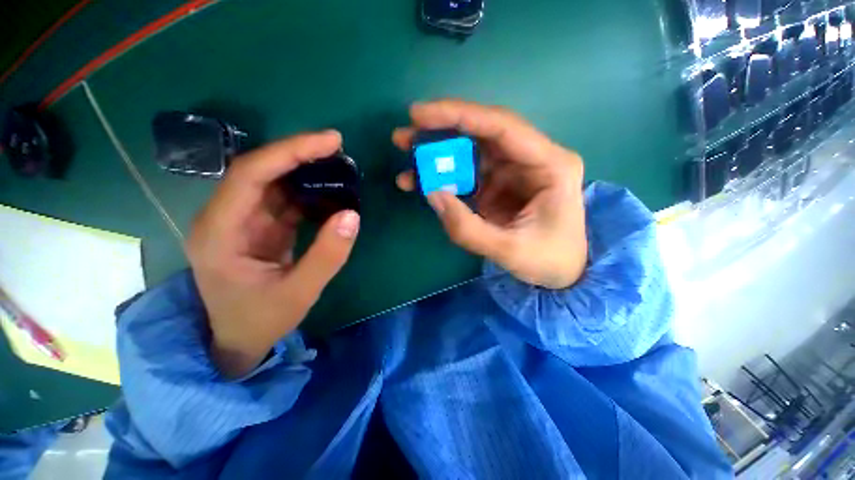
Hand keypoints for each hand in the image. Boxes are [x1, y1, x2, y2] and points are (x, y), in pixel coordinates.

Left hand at [187, 131, 360, 377]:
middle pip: (259, 170)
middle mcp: (224, 217)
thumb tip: (352, 214)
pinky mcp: (258, 227)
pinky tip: (329, 189)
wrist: (239, 339)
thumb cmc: (261, 319)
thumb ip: (327, 255)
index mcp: (219, 231)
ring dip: (304, 169)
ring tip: (338, 165)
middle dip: (298, 154)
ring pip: (272, 181)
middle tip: (337, 147)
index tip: (329, 142)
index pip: (250, 174)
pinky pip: (282, 199)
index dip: (289, 151)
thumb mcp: (300, 292)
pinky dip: (307, 190)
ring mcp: (241, 221)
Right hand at [394, 100, 586, 288]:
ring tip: (408, 160)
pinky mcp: (500, 185)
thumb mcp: (508, 250)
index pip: (501, 127)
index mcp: (550, 165)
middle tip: (404, 135)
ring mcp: (514, 171)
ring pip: (472, 152)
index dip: (459, 115)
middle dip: (442, 131)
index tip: (419, 114)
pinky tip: (423, 183)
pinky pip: (469, 174)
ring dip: (439, 155)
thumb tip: (432, 194)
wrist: (563, 272)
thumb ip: (467, 228)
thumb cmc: (548, 260)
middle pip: (483, 133)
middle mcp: (532, 159)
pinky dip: (445, 177)